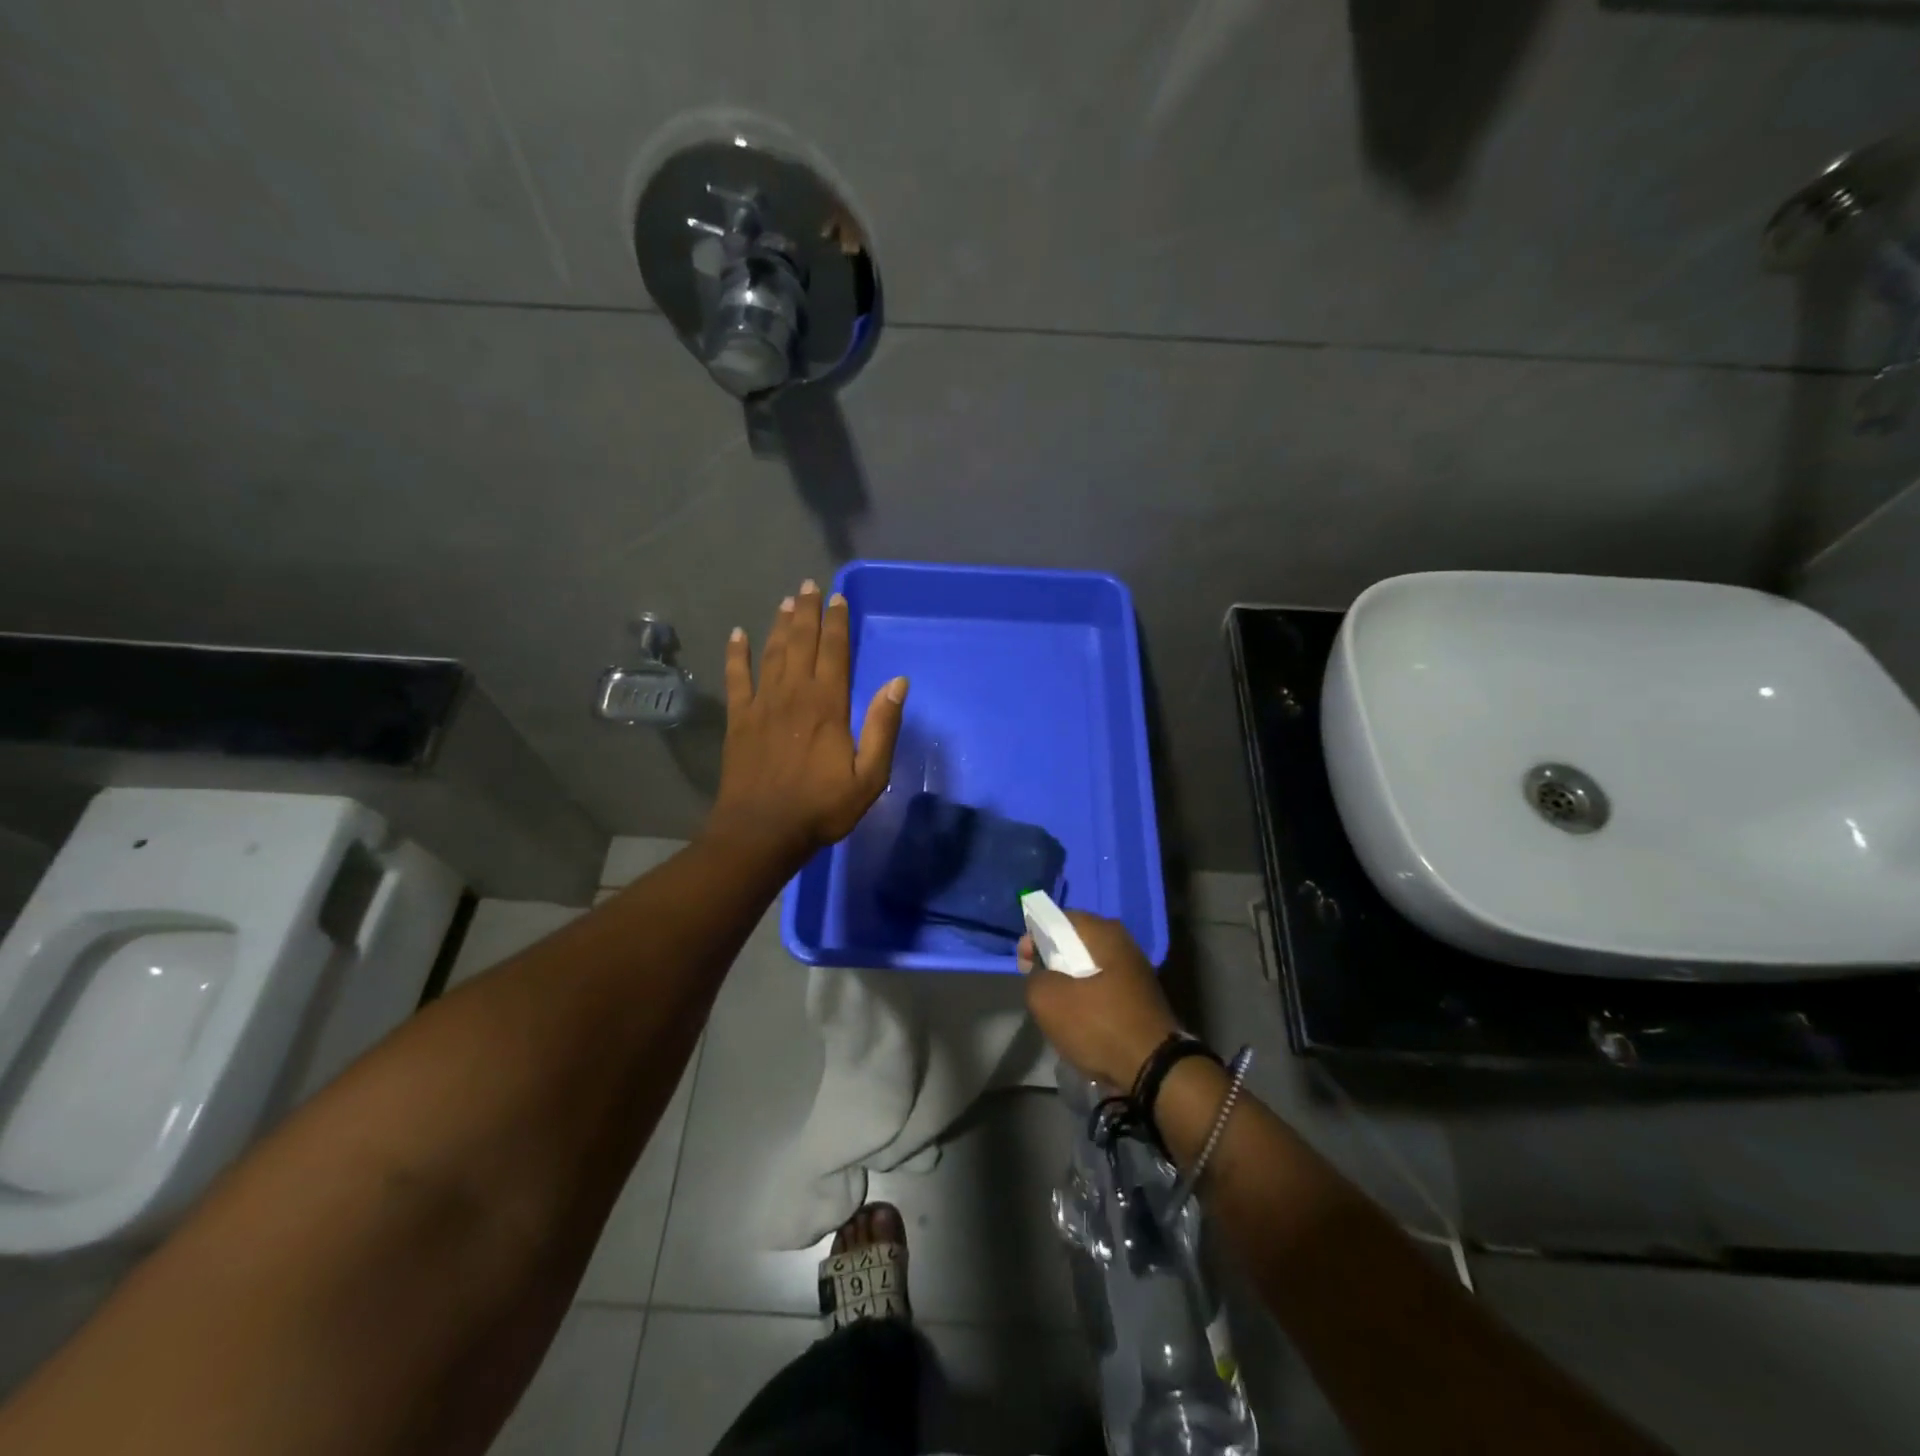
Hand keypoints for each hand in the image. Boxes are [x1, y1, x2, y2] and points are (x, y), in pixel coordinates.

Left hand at [708, 580, 907, 863]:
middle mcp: (793, 694)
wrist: (762, 832)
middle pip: (801, 642)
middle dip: (807, 612)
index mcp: (827, 705)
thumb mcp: (869, 776)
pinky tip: (737, 635)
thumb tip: (898, 682)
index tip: (838, 598)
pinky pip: (736, 678)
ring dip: (780, 625)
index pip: (833, 652)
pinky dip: (736, 654)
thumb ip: (883, 727)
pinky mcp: (739, 719)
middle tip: (809, 585)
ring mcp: (761, 704)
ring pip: (771, 653)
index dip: (836, 623)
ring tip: (787, 601)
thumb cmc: (821, 807)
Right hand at [1019, 910, 1179, 1089]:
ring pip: (1090, 967)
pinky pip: (1104, 987)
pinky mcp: (1141, 998)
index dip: (1035, 936)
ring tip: (1054, 1005)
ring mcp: (1136, 971)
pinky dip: (1088, 997)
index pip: (1060, 919)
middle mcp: (1124, 943)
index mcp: (1104, 932)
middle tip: (1036, 983)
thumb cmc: (1097, 1023)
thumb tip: (1041, 971)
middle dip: (1052, 960)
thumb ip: (1034, 975)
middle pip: (1076, 943)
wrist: (1153, 1068)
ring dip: (1069, 981)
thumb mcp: (1047, 999)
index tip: (1023, 962)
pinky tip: (1079, 1020)